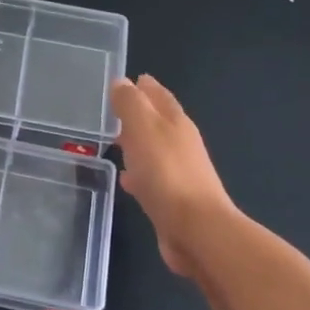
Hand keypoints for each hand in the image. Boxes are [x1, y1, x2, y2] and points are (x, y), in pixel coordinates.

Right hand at [111, 74, 235, 275]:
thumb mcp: (143, 129)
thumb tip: (122, 82)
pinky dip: (139, 173)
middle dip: (139, 114)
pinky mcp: (173, 200)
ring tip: (114, 141)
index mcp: (175, 122)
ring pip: (154, 149)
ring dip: (137, 143)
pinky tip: (126, 179)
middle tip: (114, 109)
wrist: (196, 230)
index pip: (159, 95)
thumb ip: (131, 104)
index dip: (144, 86)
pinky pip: (151, 177)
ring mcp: (179, 173)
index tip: (128, 79)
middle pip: (158, 122)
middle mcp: (181, 144)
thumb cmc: (166, 173)